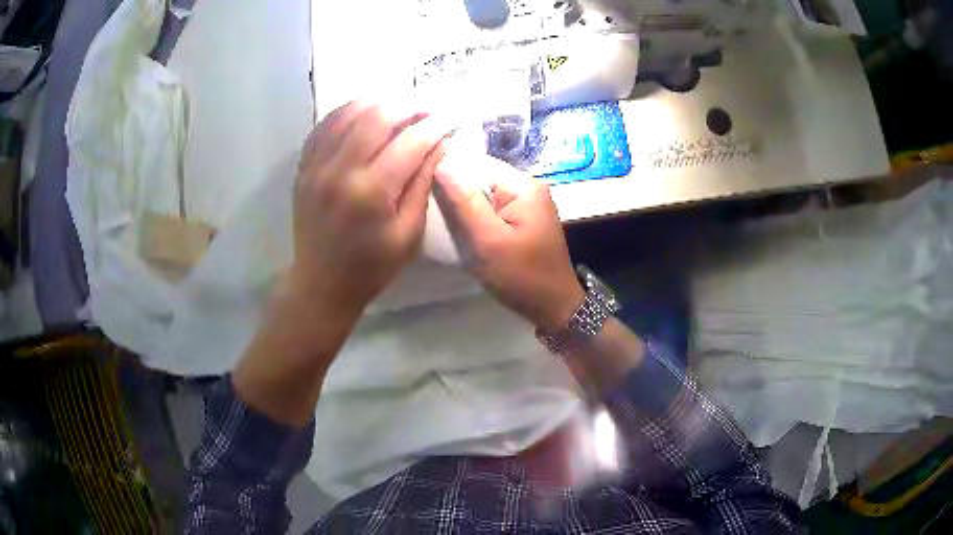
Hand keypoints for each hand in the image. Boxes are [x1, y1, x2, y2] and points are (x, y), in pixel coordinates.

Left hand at [292, 101, 452, 316]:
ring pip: (347, 113)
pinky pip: (324, 126)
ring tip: (399, 103)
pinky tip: (363, 111)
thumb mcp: (409, 233)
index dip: (435, 125)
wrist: (321, 283)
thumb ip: (423, 184)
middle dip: (408, 105)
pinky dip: (346, 112)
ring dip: (377, 101)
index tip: (450, 117)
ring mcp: (316, 166)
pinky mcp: (304, 167)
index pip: (410, 142)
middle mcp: (340, 171)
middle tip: (427, 106)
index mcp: (371, 193)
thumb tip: (440, 142)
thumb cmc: (372, 266)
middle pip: (377, 116)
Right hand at [433, 149, 583, 331]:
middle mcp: (528, 187)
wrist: (553, 306)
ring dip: (465, 205)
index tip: (423, 186)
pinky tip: (461, 227)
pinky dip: (477, 216)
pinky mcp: (523, 219)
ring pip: (485, 194)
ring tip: (441, 217)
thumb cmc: (521, 275)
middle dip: (456, 191)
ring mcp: (527, 203)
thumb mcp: (489, 240)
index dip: (450, 172)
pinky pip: (493, 208)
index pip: (478, 164)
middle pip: (482, 177)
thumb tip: (442, 163)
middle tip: (429, 206)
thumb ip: (466, 202)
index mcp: (524, 186)